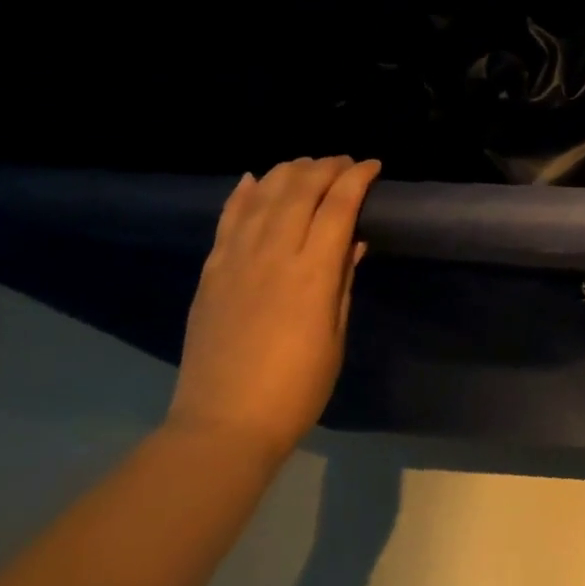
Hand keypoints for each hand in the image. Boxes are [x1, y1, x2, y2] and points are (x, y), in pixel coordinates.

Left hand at [169, 156, 381, 463]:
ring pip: (262, 196)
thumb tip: (353, 242)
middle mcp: (273, 254)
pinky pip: (227, 219)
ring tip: (307, 165)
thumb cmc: (297, 387)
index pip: (338, 207)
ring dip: (288, 172)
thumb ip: (342, 281)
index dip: (357, 179)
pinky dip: (242, 193)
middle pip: (300, 190)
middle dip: (326, 167)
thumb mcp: (335, 335)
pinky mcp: (211, 271)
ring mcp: (236, 260)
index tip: (373, 166)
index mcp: (312, 273)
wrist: (224, 423)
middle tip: (344, 162)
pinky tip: (254, 179)